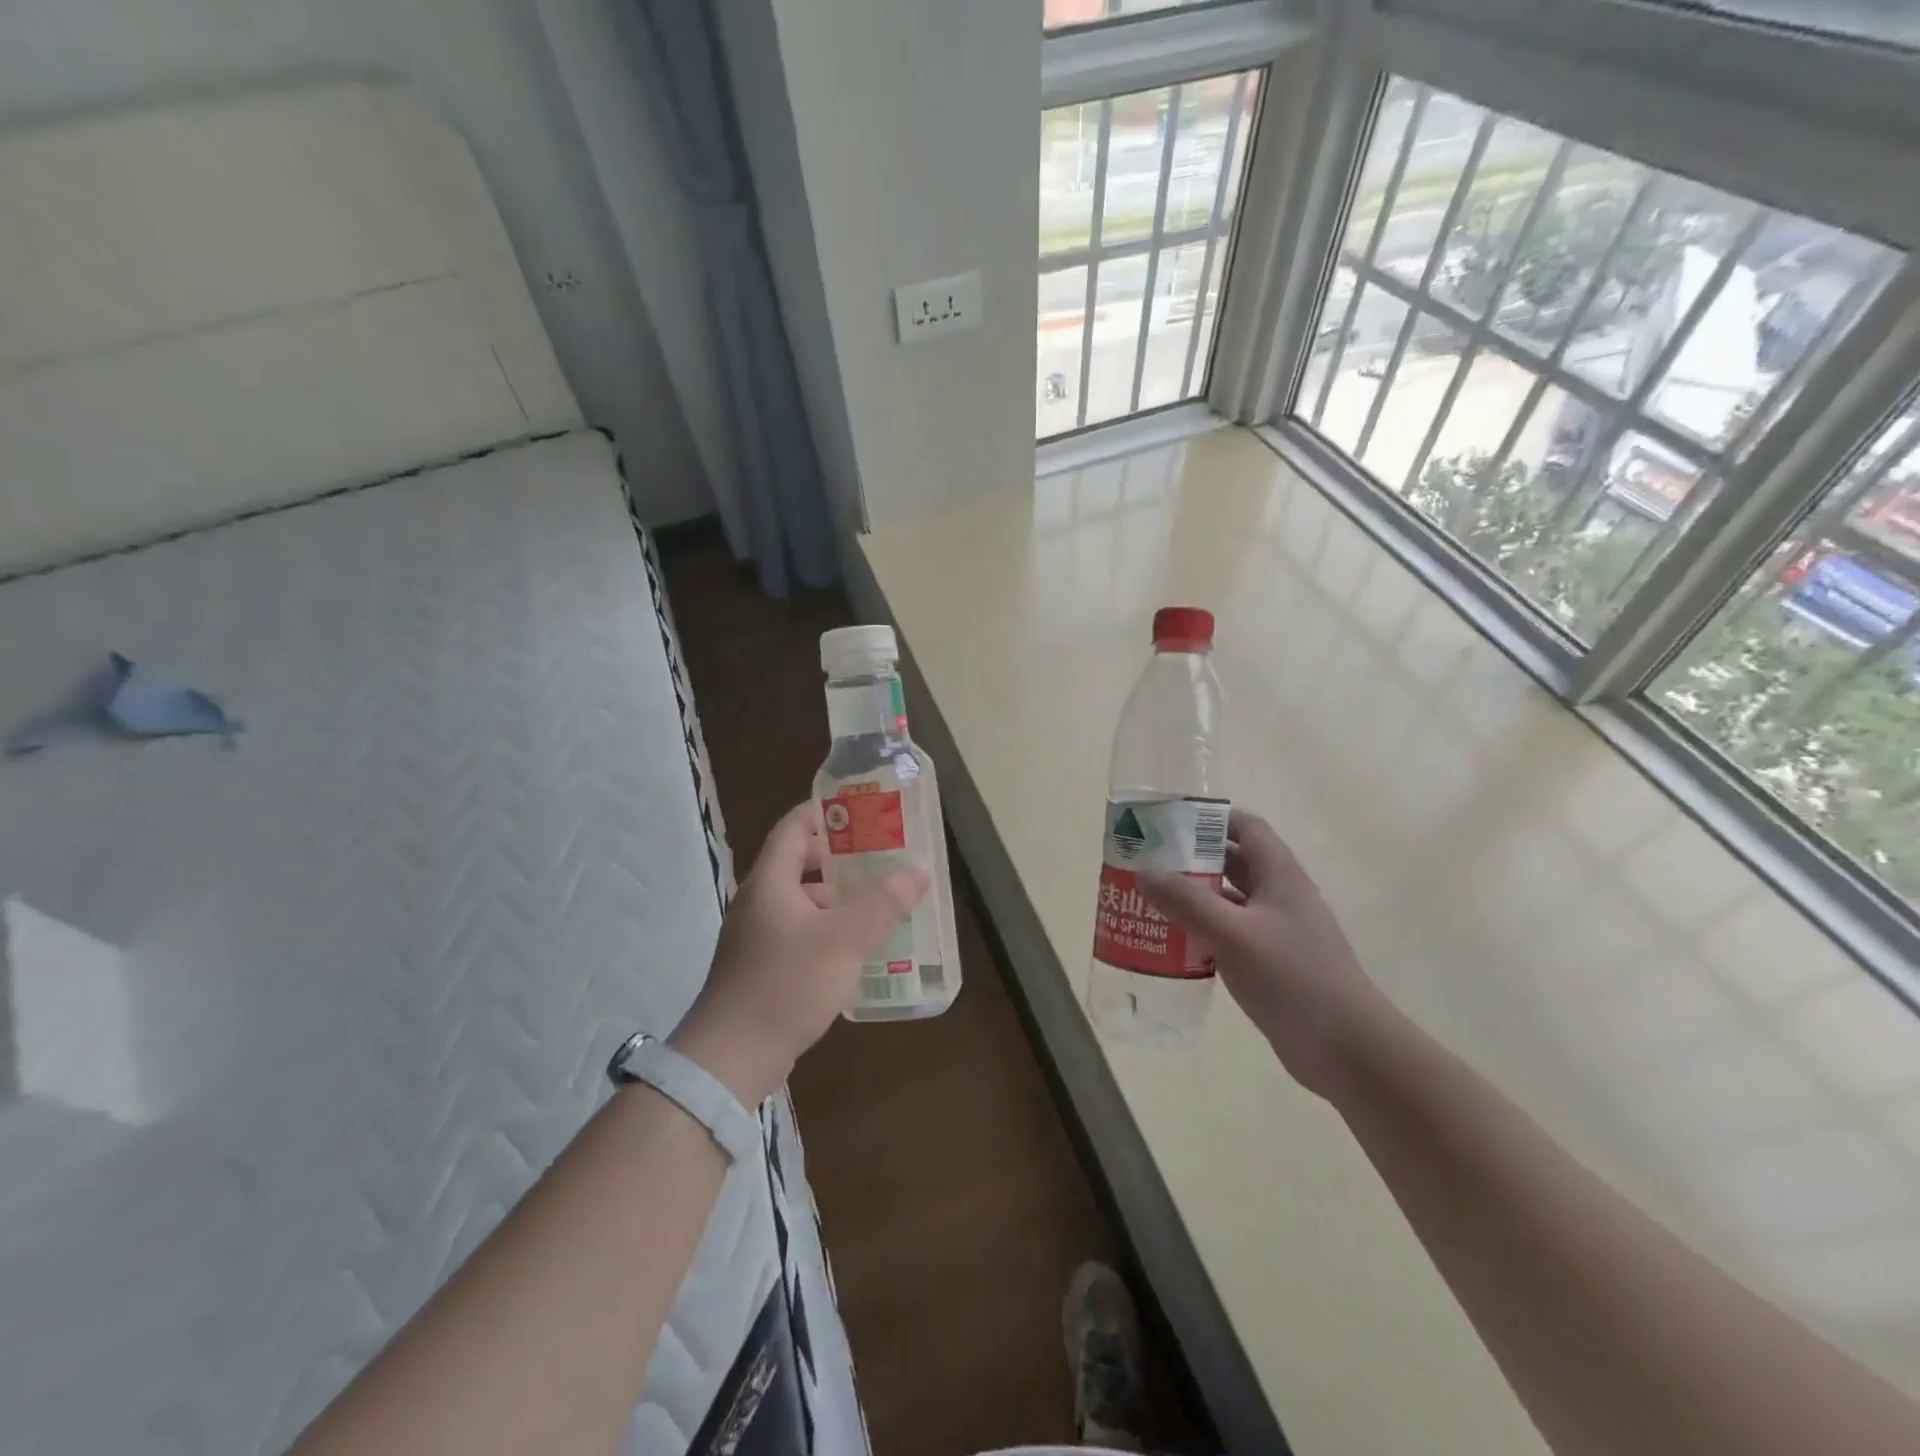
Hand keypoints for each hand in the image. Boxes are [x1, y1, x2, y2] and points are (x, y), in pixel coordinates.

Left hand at [670, 801, 928, 1103]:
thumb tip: (918, 867)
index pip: (794, 826)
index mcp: (770, 882)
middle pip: (799, 863)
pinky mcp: (762, 968)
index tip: (862, 809)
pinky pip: (801, 934)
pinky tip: (858, 948)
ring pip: (803, 902)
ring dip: (838, 898)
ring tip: (880, 901)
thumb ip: (883, 902)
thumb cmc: (786, 985)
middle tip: (882, 856)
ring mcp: (757, 937)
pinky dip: (829, 930)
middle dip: (841, 857)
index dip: (825, 812)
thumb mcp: (844, 940)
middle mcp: (759, 902)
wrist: (731, 1059)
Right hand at [1140, 809, 1391, 1098]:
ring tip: (1149, 899)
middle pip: (1233, 862)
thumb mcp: (1234, 935)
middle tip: (1146, 861)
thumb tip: (1144, 872)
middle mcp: (1280, 897)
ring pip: (1228, 901)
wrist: (1348, 1051)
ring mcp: (1277, 932)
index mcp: (1280, 876)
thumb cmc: (1294, 980)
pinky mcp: (1271, 964)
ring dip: (1193, 897)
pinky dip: (1202, 932)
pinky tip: (1172, 943)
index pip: (1246, 828)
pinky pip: (1229, 935)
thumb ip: (1188, 902)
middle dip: (1191, 858)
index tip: (1168, 821)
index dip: (1210, 818)